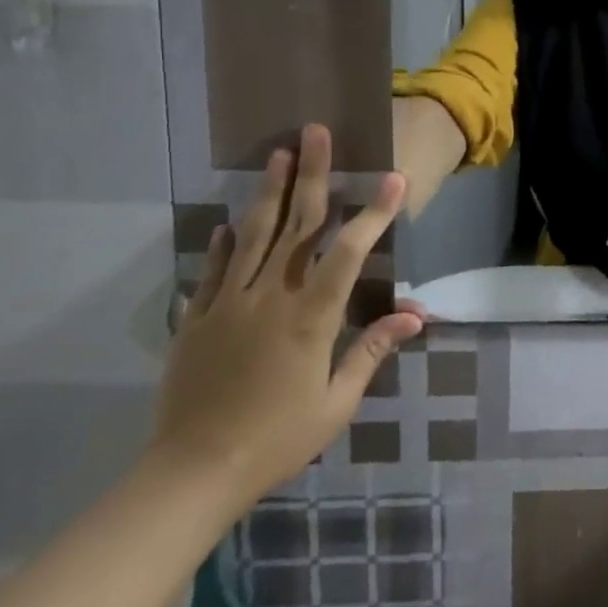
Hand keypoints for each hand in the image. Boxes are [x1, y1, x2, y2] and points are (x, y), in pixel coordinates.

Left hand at [146, 125, 423, 511]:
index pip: (350, 250)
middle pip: (297, 223)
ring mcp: (229, 303)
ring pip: (253, 233)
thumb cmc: (277, 439)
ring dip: (268, 190)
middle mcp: (271, 296)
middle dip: (311, 174)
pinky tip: (229, 221)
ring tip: (277, 152)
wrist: (192, 475)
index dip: (375, 212)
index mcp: (311, 316)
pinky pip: (213, 269)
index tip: (394, 178)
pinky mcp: (198, 318)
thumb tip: (415, 316)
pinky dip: (223, 242)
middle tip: (316, 132)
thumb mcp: (336, 402)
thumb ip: (372, 350)